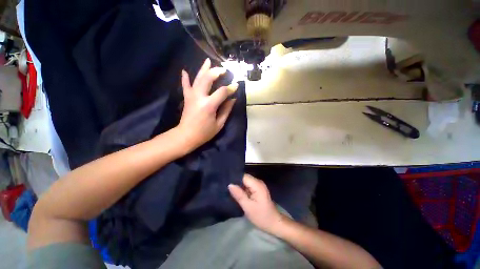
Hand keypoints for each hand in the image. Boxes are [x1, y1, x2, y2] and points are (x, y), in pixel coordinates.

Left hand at [177, 58, 237, 151]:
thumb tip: (233, 99)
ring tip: (208, 61)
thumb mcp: (219, 124)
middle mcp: (199, 97)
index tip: (236, 86)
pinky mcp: (187, 98)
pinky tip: (184, 71)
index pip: (222, 92)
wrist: (186, 136)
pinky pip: (185, 86)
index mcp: (209, 105)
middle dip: (216, 72)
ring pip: (197, 78)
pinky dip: (185, 78)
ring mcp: (191, 96)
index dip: (230, 88)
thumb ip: (226, 110)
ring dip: (203, 69)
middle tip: (224, 70)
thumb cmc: (204, 133)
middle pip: (208, 79)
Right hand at [228, 174, 284, 233]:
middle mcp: (258, 182)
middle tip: (225, 187)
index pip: (243, 176)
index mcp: (257, 185)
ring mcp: (258, 185)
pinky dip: (242, 189)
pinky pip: (248, 186)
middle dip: (235, 182)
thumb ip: (239, 195)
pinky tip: (236, 193)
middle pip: (244, 178)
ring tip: (229, 189)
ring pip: (245, 182)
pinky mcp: (257, 189)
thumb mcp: (248, 207)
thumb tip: (230, 184)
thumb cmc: (261, 216)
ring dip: (238, 185)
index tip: (225, 182)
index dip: (234, 178)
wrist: (274, 223)